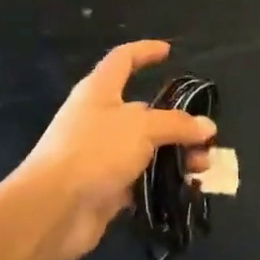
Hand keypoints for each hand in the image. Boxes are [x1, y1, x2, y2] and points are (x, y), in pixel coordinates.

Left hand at [18, 41, 217, 259]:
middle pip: (143, 111)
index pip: (123, 59)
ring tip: (202, 167)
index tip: (168, 51)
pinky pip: (141, 179)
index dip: (144, 51)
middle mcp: (99, 118)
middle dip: (176, 121)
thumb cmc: (95, 151)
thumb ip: (176, 124)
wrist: (53, 209)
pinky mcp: (105, 187)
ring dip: (175, 155)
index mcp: (100, 90)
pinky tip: (186, 189)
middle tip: (205, 136)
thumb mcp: (142, 128)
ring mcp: (101, 154)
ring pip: (146, 148)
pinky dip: (162, 182)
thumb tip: (206, 126)